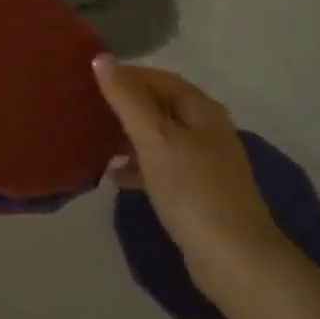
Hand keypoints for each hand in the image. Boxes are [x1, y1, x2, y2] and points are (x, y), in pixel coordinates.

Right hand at [92, 55, 285, 295]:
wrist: (234, 260)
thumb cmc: (193, 190)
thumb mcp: (155, 139)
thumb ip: (127, 99)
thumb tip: (101, 58)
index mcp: (201, 110)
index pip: (159, 79)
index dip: (126, 76)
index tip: (88, 81)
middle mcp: (206, 130)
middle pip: (159, 106)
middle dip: (124, 107)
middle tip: (85, 110)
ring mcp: (203, 163)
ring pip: (158, 138)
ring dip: (127, 137)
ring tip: (92, 142)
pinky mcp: (196, 192)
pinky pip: (160, 167)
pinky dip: (137, 166)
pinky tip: (114, 177)